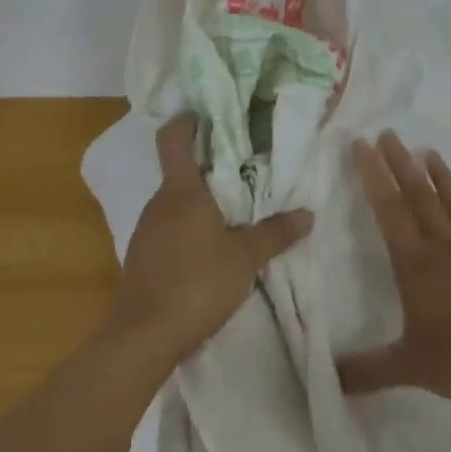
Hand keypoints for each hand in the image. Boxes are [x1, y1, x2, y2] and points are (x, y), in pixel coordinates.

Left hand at [110, 115, 313, 366]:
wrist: (143, 336)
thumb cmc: (196, 283)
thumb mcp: (245, 258)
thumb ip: (275, 233)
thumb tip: (308, 213)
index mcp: (181, 190)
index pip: (173, 138)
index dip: (187, 121)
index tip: (207, 116)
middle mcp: (159, 201)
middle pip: (180, 170)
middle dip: (209, 166)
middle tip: (244, 169)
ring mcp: (146, 228)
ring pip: (175, 201)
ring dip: (200, 200)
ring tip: (233, 211)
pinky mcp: (143, 255)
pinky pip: (168, 226)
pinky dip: (188, 226)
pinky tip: (209, 249)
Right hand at [336, 133, 450, 402]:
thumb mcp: (410, 368)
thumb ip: (368, 371)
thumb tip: (325, 379)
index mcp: (417, 264)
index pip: (389, 210)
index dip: (372, 176)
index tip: (360, 143)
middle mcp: (445, 250)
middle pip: (420, 198)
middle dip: (401, 165)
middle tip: (389, 133)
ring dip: (443, 180)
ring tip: (431, 151)